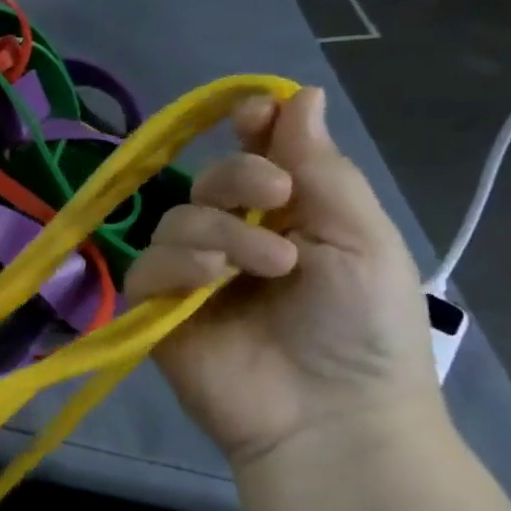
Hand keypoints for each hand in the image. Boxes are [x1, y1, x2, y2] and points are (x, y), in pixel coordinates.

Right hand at [125, 87, 440, 468]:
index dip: (250, 130)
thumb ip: (321, 167)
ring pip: (175, 220)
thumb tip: (298, 94)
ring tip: (264, 266)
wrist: (330, 416)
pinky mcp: (157, 309)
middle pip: (209, 181)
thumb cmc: (364, 328)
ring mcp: (192, 277)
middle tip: (276, 198)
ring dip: (219, 230)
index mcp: (287, 220)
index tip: (253, 115)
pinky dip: (176, 262)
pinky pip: (146, 266)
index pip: (254, 158)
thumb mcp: (361, 238)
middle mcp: (234, 241)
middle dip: (239, 178)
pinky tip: (210, 281)